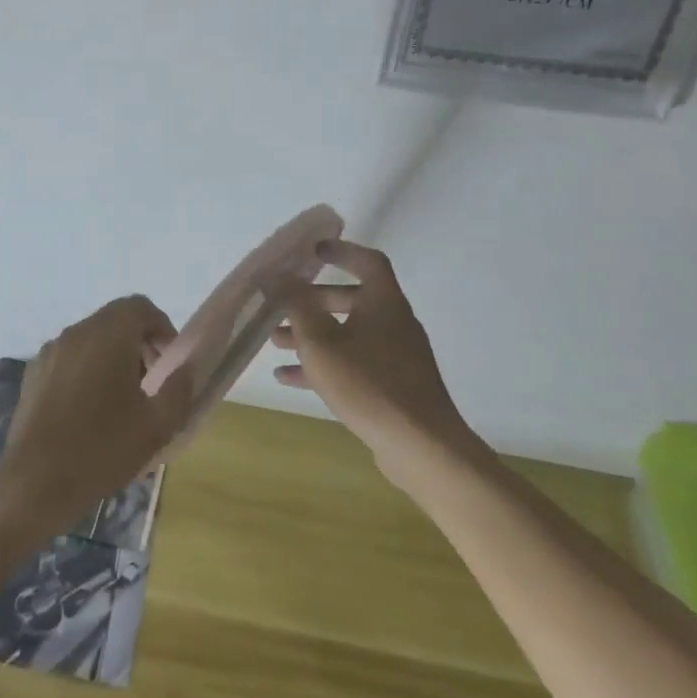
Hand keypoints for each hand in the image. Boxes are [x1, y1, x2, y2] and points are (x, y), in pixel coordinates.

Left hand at [2, 295, 193, 523]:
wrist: (35, 482)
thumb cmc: (102, 449)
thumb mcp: (157, 425)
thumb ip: (179, 388)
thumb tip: (186, 367)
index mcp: (108, 335)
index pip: (140, 307)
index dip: (161, 327)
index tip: (169, 361)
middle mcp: (76, 333)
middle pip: (115, 320)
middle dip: (139, 343)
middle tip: (151, 382)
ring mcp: (50, 352)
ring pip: (91, 339)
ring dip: (112, 356)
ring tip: (121, 400)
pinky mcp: (33, 373)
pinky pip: (69, 358)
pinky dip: (86, 369)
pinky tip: (89, 410)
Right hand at [271, 239, 480, 481]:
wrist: (421, 445)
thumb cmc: (368, 384)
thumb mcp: (321, 343)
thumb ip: (298, 306)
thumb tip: (280, 275)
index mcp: (384, 302)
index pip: (367, 261)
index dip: (341, 251)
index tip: (313, 252)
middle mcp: (394, 322)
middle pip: (353, 299)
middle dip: (313, 302)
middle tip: (282, 307)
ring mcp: (397, 355)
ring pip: (349, 333)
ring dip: (313, 334)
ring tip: (276, 343)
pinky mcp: (394, 384)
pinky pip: (355, 362)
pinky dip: (326, 364)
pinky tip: (290, 379)